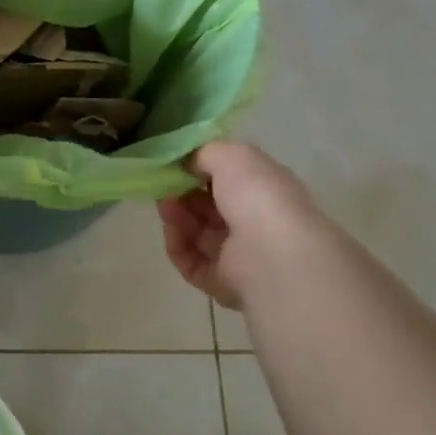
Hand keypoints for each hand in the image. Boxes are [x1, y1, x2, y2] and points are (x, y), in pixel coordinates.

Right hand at [158, 141, 319, 309]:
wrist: (272, 254)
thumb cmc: (258, 196)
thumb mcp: (232, 155)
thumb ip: (206, 153)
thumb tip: (189, 162)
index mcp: (264, 191)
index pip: (228, 179)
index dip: (199, 170)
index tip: (176, 163)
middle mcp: (253, 222)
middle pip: (208, 206)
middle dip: (182, 193)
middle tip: (163, 184)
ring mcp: (238, 254)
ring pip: (196, 232)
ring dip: (176, 216)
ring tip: (165, 205)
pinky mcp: (220, 281)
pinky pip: (190, 260)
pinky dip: (177, 244)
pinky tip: (171, 229)